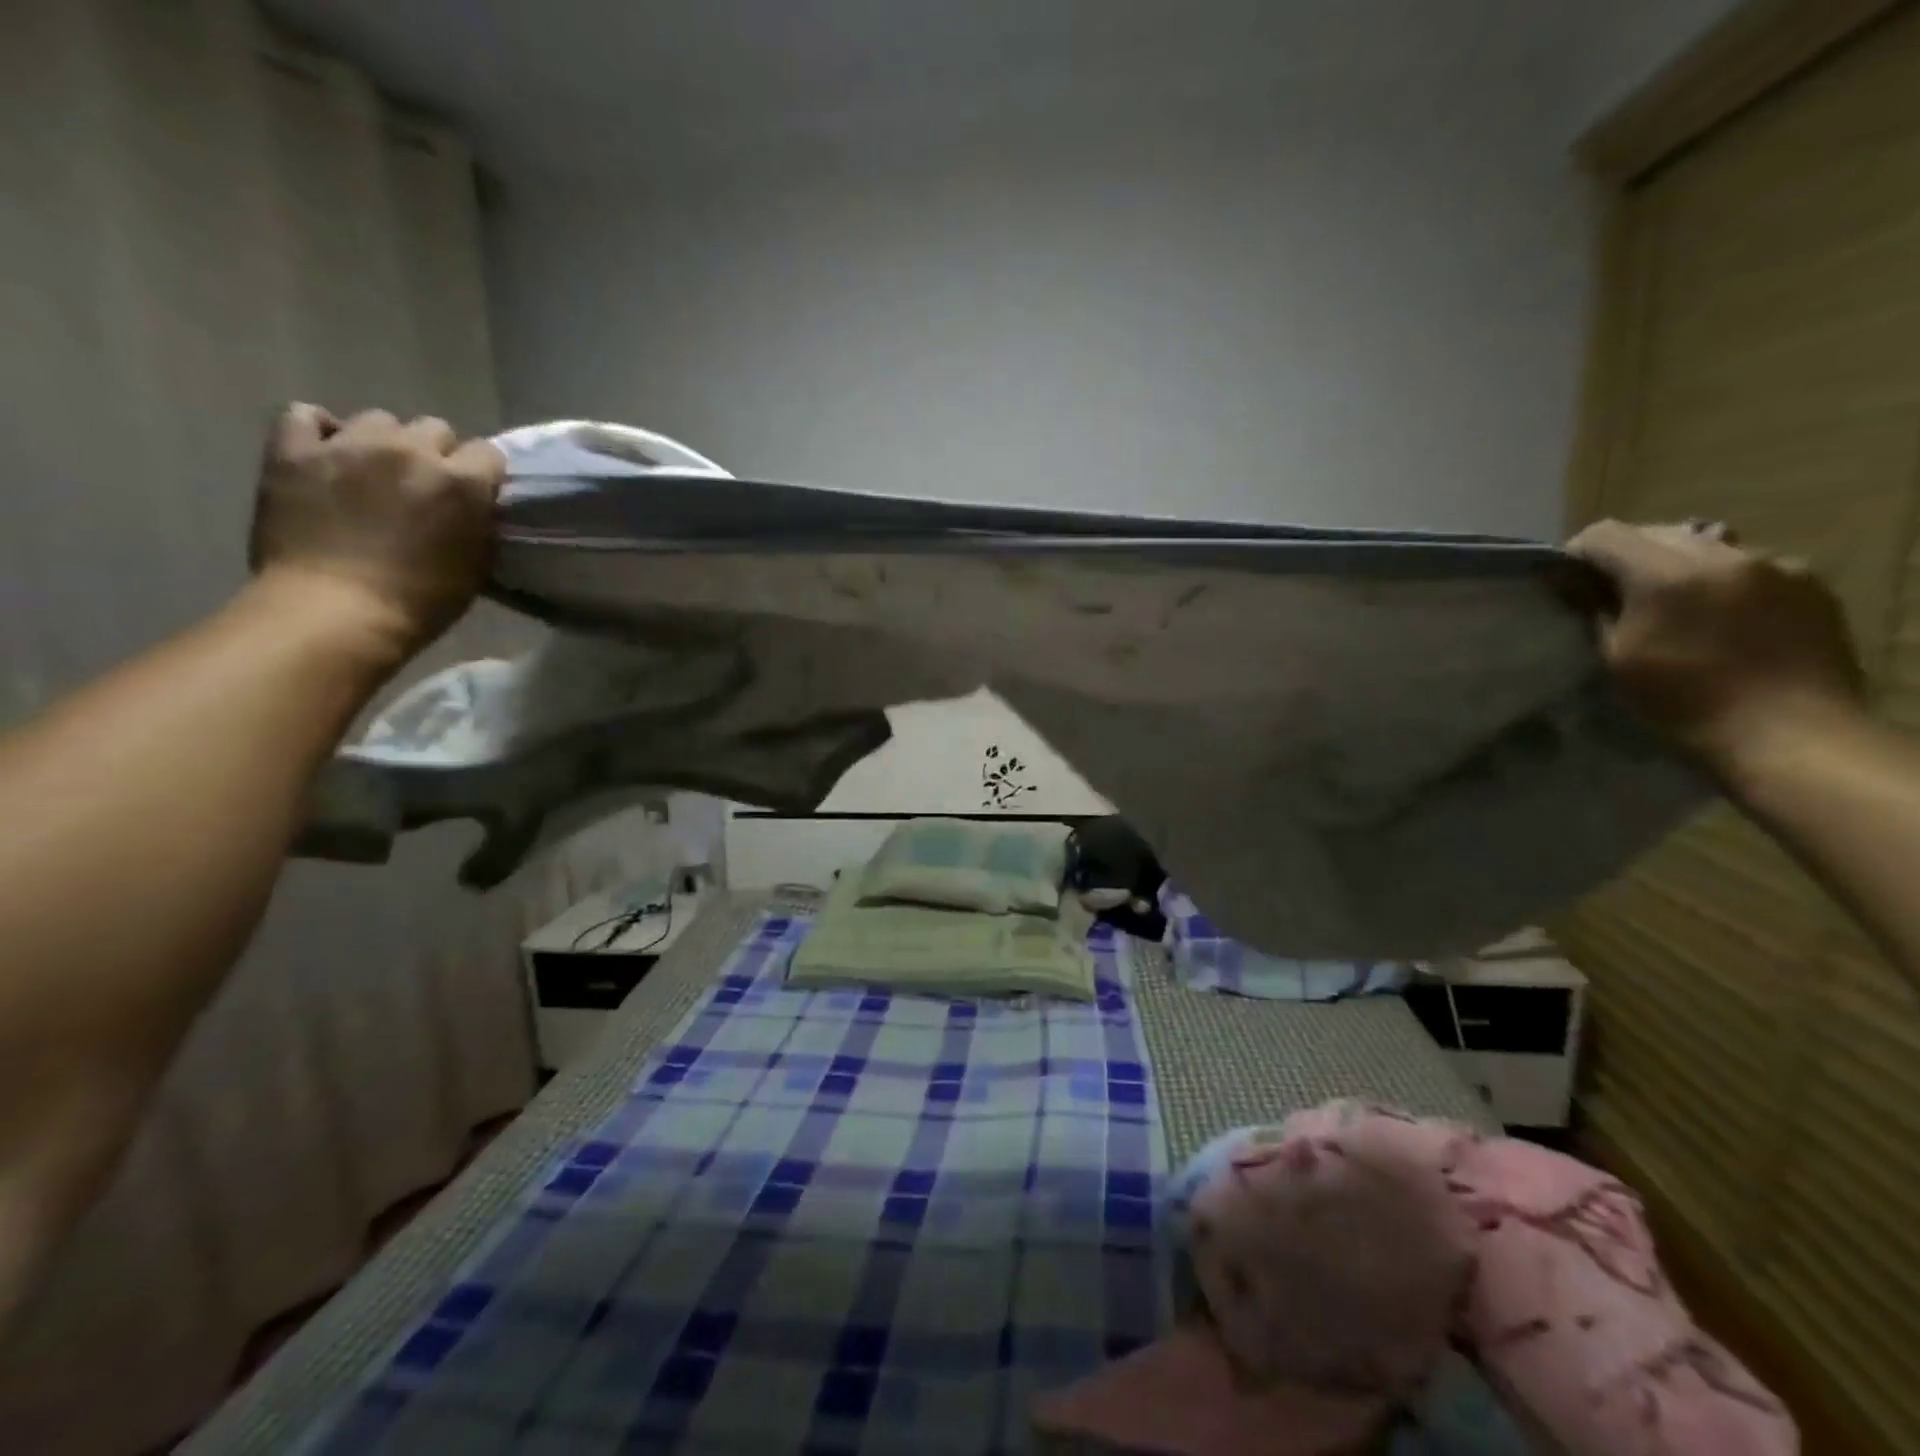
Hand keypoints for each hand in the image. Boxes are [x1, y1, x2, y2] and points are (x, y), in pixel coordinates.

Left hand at [248, 404, 504, 665]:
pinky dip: (320, 430)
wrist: (336, 612)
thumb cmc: (421, 601)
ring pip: (378, 420)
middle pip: (434, 428)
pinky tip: (325, 454)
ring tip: (372, 472)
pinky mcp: (294, 450)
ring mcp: (349, 445)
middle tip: (423, 486)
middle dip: (435, 454)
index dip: (481, 474)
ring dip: (383, 442)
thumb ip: (478, 522)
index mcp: (462, 482)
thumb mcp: (475, 563)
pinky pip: (306, 415)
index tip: (474, 495)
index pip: (488, 453)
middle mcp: (411, 451)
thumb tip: (473, 506)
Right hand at [1567, 519, 1865, 772]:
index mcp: (1667, 573)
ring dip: (1679, 566)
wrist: (1789, 732)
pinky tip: (1724, 619)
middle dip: (1629, 558)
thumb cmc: (1684, 701)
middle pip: (1657, 532)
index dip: (1578, 554)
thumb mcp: (1617, 658)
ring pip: (1706, 544)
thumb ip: (1596, 610)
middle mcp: (1723, 554)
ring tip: (1674, 607)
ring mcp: (1774, 564)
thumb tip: (1574, 583)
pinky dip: (1725, 582)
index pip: (1606, 534)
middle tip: (1615, 597)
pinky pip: (1750, 566)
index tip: (1569, 583)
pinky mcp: (1808, 582)